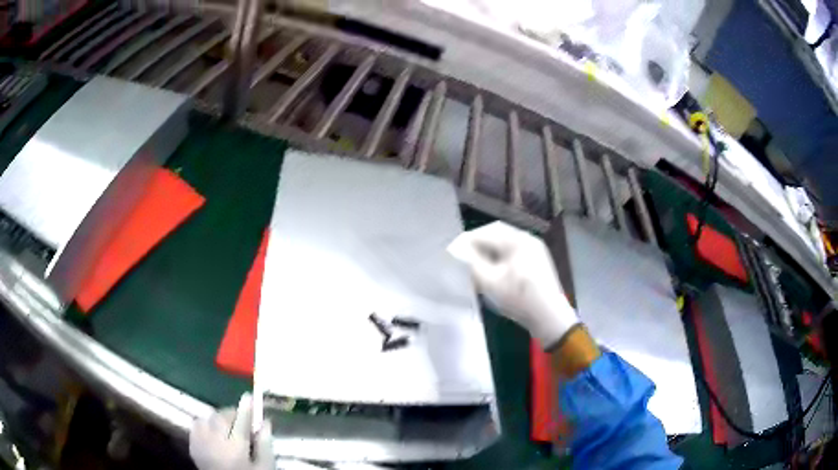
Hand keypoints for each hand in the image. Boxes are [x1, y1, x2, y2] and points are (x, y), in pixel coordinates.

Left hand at [190, 393, 273, 469]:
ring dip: (218, 418)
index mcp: (235, 447)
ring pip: (207, 418)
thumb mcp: (265, 467)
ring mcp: (200, 443)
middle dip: (232, 414)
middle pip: (221, 417)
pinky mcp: (192, 446)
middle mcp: (214, 441)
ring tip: (228, 427)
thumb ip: (265, 445)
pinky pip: (196, 426)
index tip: (249, 397)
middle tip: (243, 420)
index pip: (241, 421)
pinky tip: (214, 432)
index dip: (246, 408)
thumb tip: (265, 422)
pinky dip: (205, 424)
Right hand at [449, 221, 578, 348]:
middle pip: (496, 234)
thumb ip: (470, 264)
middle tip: (461, 256)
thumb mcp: (490, 283)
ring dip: (487, 251)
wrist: (549, 317)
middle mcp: (527, 239)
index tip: (451, 252)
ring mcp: (535, 249)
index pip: (484, 233)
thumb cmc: (519, 298)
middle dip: (476, 244)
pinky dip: (499, 257)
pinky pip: (513, 253)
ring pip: (504, 244)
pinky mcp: (537, 261)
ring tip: (474, 265)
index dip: (465, 242)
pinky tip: (492, 271)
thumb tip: (455, 251)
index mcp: (517, 239)